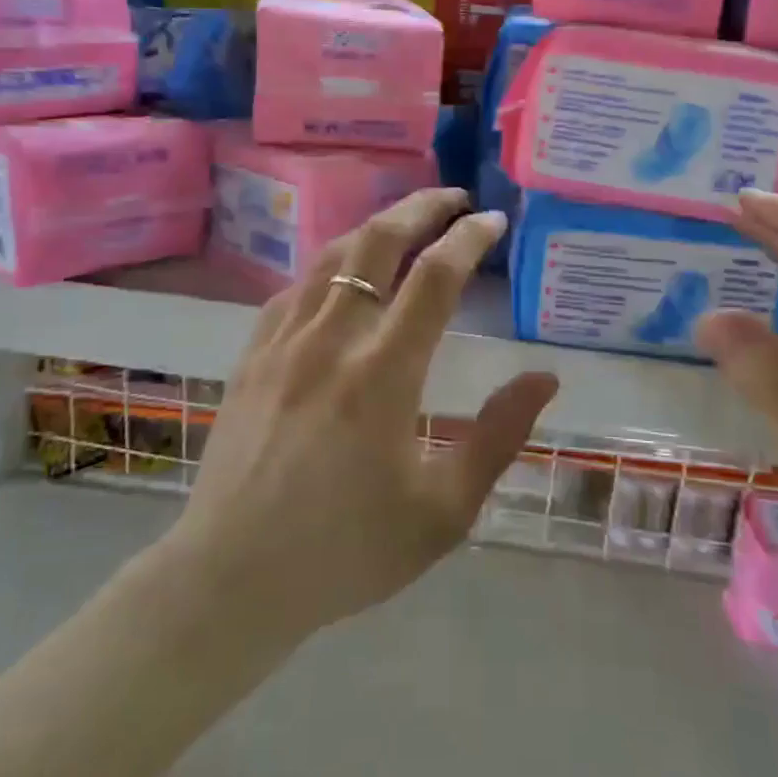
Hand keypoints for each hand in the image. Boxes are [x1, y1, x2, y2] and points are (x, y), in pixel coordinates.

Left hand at [174, 188, 558, 645]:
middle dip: (421, 207)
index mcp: (384, 374)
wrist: (232, 579)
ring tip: (406, 222)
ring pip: (333, 256)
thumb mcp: (442, 511)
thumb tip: (545, 378)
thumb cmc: (347, 551)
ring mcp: (283, 342)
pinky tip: (343, 276)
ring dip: (375, 227)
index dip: (469, 238)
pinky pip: (295, 288)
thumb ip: (498, 437)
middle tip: (454, 197)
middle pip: (378, 242)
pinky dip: (330, 267)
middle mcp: (332, 340)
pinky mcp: (251, 356)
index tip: (493, 221)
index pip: (435, 277)